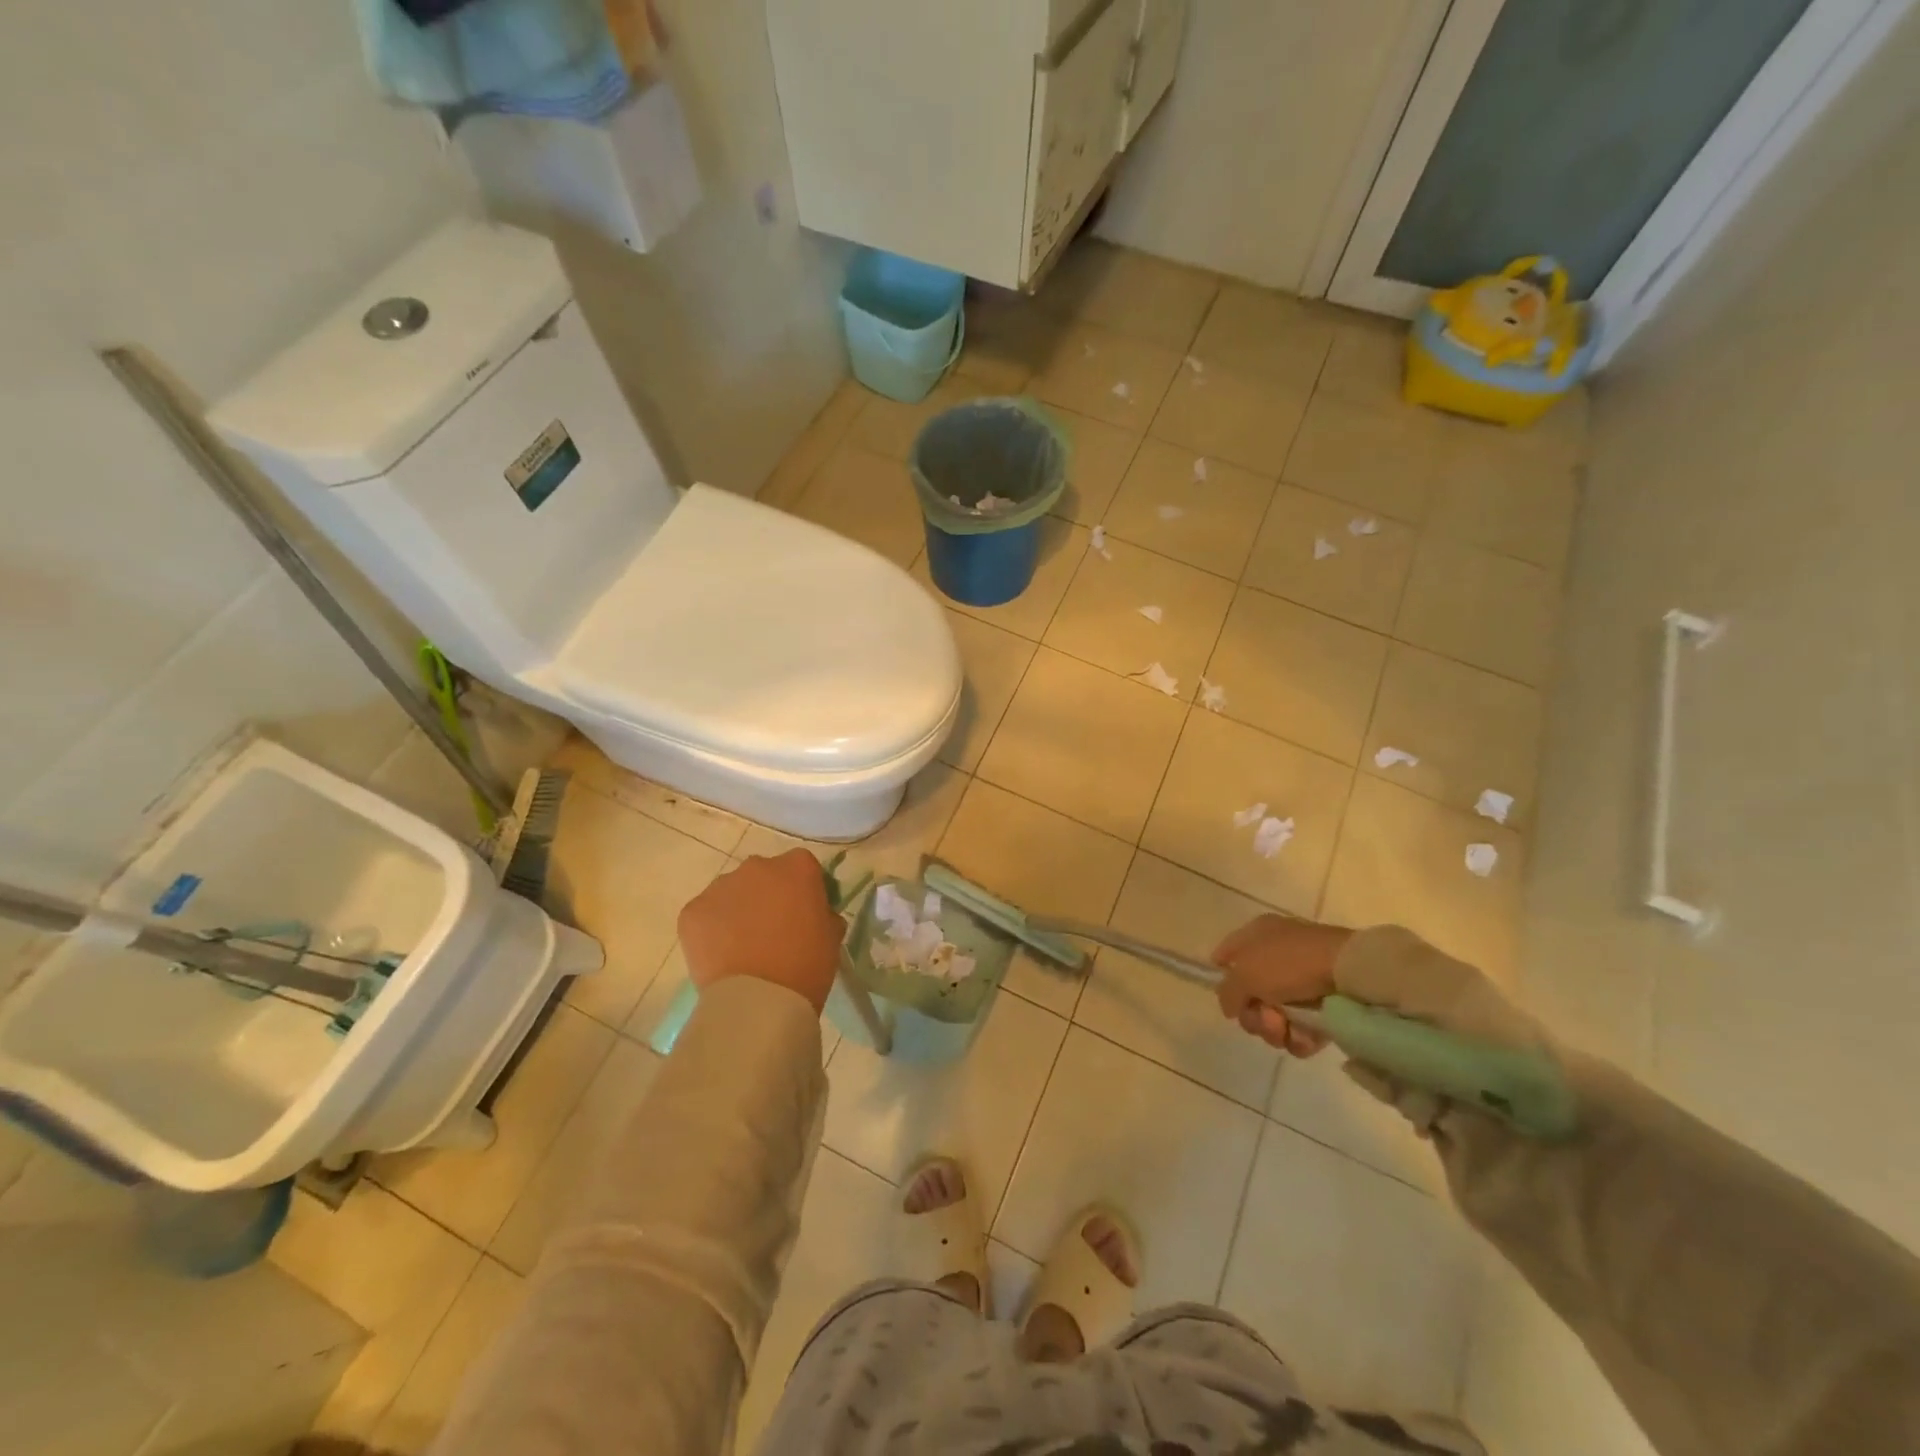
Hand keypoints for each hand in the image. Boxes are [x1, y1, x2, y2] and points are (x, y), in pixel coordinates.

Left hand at [677, 850, 844, 1012]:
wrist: (759, 1000)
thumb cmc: (806, 965)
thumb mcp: (832, 936)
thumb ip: (823, 912)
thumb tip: (813, 913)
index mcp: (797, 866)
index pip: (802, 867)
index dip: (803, 889)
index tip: (804, 913)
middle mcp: (757, 866)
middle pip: (764, 875)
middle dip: (767, 895)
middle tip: (772, 930)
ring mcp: (720, 886)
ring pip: (732, 892)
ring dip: (738, 910)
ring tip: (742, 946)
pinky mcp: (692, 911)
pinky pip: (706, 914)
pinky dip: (712, 929)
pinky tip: (722, 956)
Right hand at [1212, 915, 1354, 1055]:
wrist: (1349, 973)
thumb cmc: (1290, 963)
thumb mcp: (1245, 974)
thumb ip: (1227, 992)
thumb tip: (1230, 1007)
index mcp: (1257, 935)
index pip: (1227, 953)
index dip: (1222, 975)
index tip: (1228, 998)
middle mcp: (1277, 955)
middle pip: (1250, 994)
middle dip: (1254, 1015)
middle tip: (1266, 1017)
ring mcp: (1301, 982)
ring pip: (1274, 1016)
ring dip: (1275, 1030)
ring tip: (1286, 1029)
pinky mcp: (1323, 1006)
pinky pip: (1300, 1028)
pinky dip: (1299, 1038)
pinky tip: (1303, 1037)